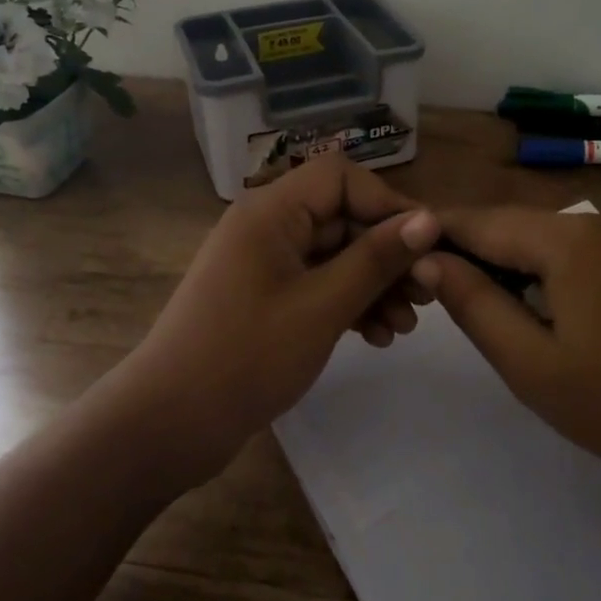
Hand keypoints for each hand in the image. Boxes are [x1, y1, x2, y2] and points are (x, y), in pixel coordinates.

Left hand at [113, 156, 439, 486]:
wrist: (171, 423)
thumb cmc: (248, 355)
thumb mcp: (323, 306)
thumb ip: (377, 259)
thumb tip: (429, 220)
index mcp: (271, 210)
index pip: (341, 178)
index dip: (388, 205)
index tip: (427, 246)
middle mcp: (267, 226)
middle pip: (341, 218)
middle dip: (387, 254)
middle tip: (428, 295)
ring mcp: (264, 264)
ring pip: (334, 256)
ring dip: (374, 285)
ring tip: (406, 326)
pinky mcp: (266, 298)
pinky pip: (318, 285)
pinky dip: (348, 304)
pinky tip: (377, 337)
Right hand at [416, 207, 600, 539]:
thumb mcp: (534, 366)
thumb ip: (474, 305)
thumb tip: (427, 260)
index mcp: (569, 238)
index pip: (479, 220)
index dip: (434, 234)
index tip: (396, 255)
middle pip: (516, 226)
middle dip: (471, 252)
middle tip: (432, 292)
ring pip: (551, 241)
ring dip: (511, 265)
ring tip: (480, 306)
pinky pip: (587, 256)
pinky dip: (551, 276)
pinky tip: (542, 313)